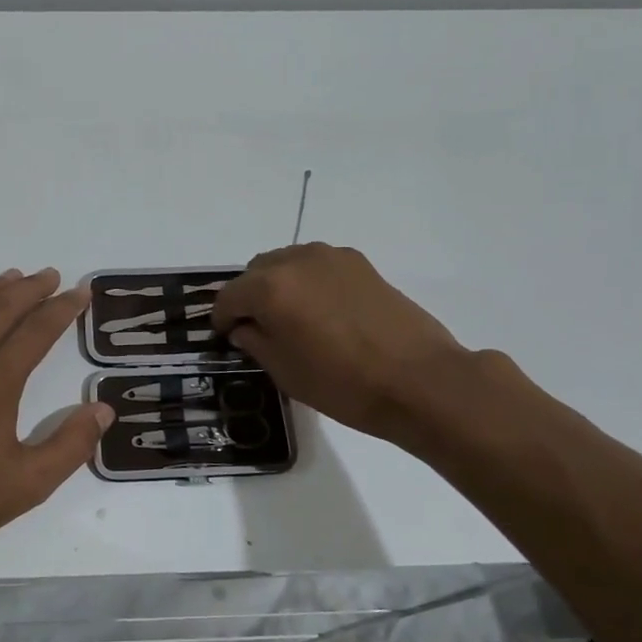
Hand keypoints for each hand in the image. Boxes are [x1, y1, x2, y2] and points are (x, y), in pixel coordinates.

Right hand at [211, 243, 470, 441]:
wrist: (420, 380)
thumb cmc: (344, 384)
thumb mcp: (285, 372)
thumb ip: (255, 342)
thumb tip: (244, 327)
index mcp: (269, 288)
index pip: (228, 297)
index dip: (221, 319)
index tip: (225, 338)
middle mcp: (295, 260)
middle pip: (255, 272)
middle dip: (249, 297)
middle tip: (258, 328)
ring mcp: (330, 257)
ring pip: (286, 263)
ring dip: (278, 285)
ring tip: (291, 318)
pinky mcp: (359, 263)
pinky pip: (316, 265)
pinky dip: (307, 281)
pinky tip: (322, 312)